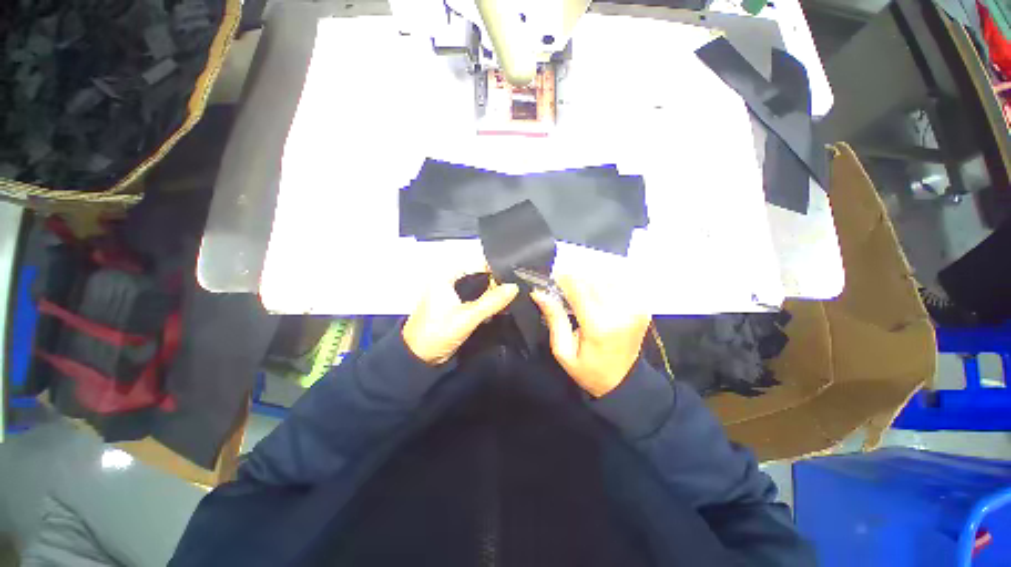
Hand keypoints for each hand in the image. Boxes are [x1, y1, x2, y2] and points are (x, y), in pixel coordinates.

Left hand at [403, 271, 518, 364]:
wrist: (418, 359)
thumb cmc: (438, 333)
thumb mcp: (467, 317)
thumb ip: (491, 302)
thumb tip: (514, 287)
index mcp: (445, 276)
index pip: (476, 264)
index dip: (496, 269)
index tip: (515, 276)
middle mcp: (448, 281)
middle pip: (478, 277)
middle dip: (496, 283)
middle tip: (516, 290)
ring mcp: (450, 295)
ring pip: (477, 289)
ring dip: (491, 295)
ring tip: (512, 298)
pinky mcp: (453, 307)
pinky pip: (474, 300)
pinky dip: (485, 303)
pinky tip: (499, 308)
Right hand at [531, 274, 649, 396]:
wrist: (623, 381)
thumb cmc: (588, 369)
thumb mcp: (563, 351)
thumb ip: (554, 318)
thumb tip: (539, 293)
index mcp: (598, 326)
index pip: (579, 288)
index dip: (564, 277)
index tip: (555, 274)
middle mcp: (620, 313)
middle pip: (595, 278)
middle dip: (578, 274)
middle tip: (567, 280)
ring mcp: (635, 308)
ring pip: (610, 276)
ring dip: (593, 275)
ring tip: (583, 284)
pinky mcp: (642, 307)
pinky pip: (624, 282)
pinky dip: (609, 278)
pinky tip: (600, 286)